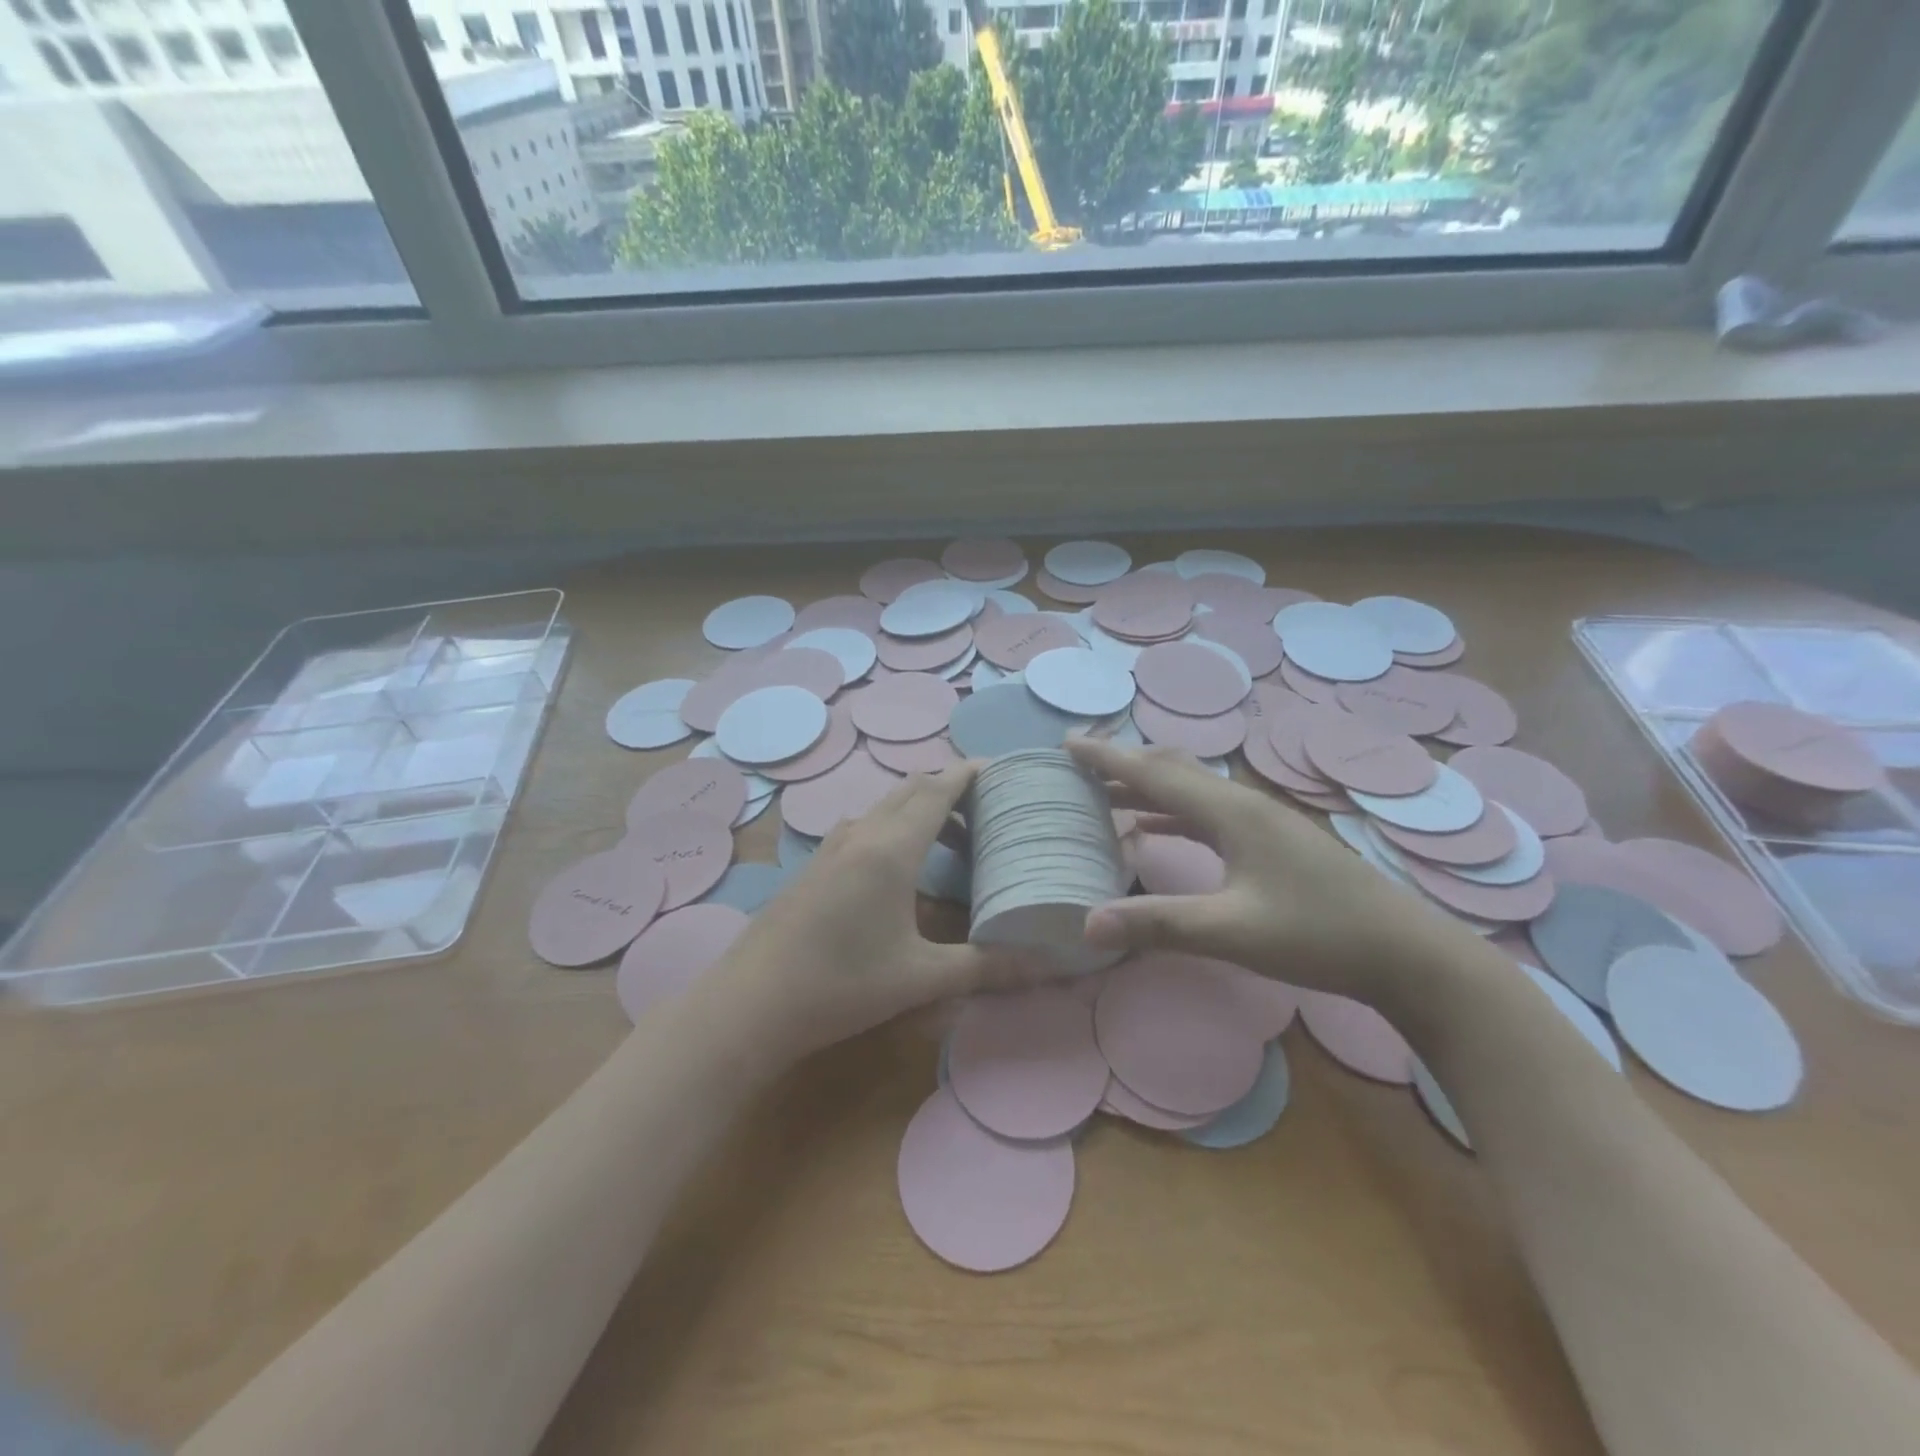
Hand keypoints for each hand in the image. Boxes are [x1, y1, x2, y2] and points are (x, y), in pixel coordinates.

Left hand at [711, 761, 1040, 1064]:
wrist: (750, 1003)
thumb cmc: (841, 984)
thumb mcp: (920, 978)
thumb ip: (985, 968)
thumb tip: (1048, 965)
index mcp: (891, 849)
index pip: (937, 790)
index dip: (968, 773)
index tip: (999, 768)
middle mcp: (860, 834)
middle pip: (910, 789)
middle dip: (949, 788)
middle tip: (986, 806)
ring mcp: (831, 847)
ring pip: (884, 807)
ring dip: (920, 809)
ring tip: (953, 838)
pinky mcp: (814, 865)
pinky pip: (864, 826)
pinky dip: (894, 827)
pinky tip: (901, 867)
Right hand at [1068, 737, 1470, 1003]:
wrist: (1406, 954)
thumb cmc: (1318, 935)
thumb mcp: (1232, 932)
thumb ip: (1158, 924)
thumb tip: (1087, 924)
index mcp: (1231, 811)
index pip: (1154, 773)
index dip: (1107, 757)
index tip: (1066, 742)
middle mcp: (1243, 803)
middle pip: (1172, 770)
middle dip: (1123, 764)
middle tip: (1078, 766)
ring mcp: (1261, 820)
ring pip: (1190, 790)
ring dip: (1146, 787)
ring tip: (1104, 794)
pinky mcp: (1271, 841)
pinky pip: (1207, 812)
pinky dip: (1171, 812)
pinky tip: (1155, 828)